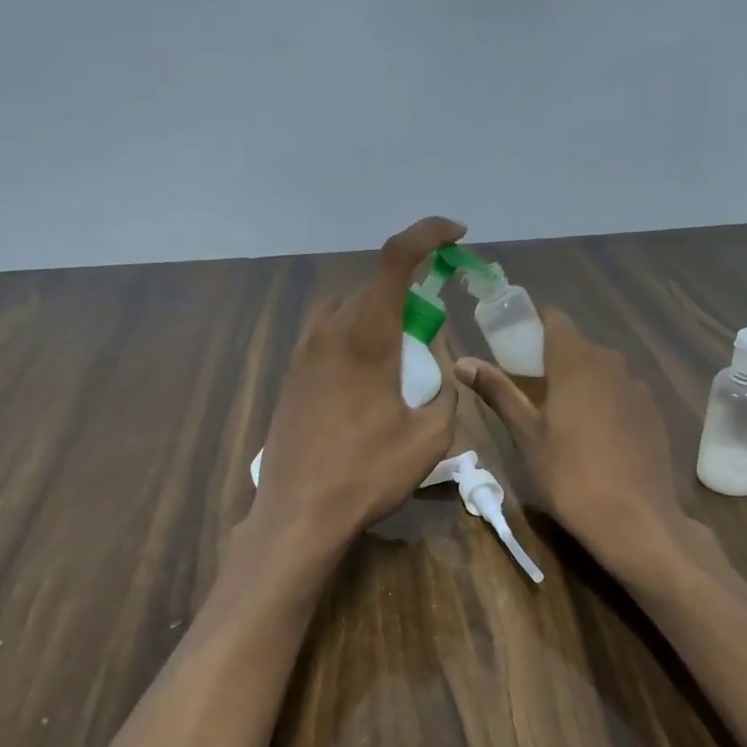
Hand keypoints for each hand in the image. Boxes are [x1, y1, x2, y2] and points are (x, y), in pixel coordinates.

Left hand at [251, 217, 464, 551]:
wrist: (298, 513)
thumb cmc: (367, 475)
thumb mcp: (429, 435)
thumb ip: (444, 387)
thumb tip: (437, 363)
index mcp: (366, 336)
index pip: (396, 258)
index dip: (428, 234)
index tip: (456, 236)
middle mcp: (328, 330)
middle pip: (372, 284)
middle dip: (408, 290)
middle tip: (431, 328)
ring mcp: (302, 352)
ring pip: (346, 308)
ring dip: (377, 314)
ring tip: (399, 356)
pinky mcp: (290, 375)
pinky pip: (327, 334)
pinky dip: (354, 337)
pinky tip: (367, 380)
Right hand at [456, 308, 699, 584]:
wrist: (634, 518)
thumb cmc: (568, 474)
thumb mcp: (525, 434)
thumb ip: (498, 391)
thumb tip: (463, 361)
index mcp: (576, 361)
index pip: (554, 319)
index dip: (531, 324)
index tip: (511, 344)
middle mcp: (612, 363)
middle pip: (577, 346)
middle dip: (552, 358)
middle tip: (527, 389)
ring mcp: (638, 388)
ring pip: (601, 370)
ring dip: (579, 381)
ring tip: (558, 416)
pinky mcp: (654, 413)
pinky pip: (621, 393)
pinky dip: (603, 402)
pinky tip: (593, 436)